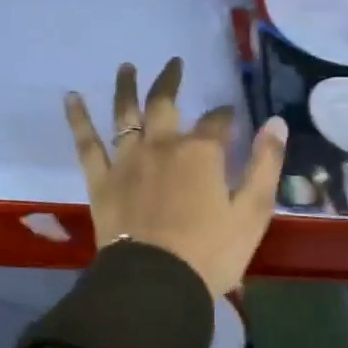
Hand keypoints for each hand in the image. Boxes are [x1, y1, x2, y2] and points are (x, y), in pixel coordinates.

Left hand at [64, 59, 287, 297]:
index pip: (217, 122)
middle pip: (165, 103)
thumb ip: (265, 164)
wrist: (156, 284)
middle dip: (171, 81)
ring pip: (125, 114)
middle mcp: (161, 145)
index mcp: (200, 152)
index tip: (230, 115)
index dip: (225, 115)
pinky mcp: (101, 180)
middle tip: (175, 63)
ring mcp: (127, 160)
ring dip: (127, 87)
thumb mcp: (252, 212)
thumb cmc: (210, 253)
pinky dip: (78, 118)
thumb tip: (276, 122)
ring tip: (126, 66)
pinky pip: (87, 144)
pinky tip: (71, 97)